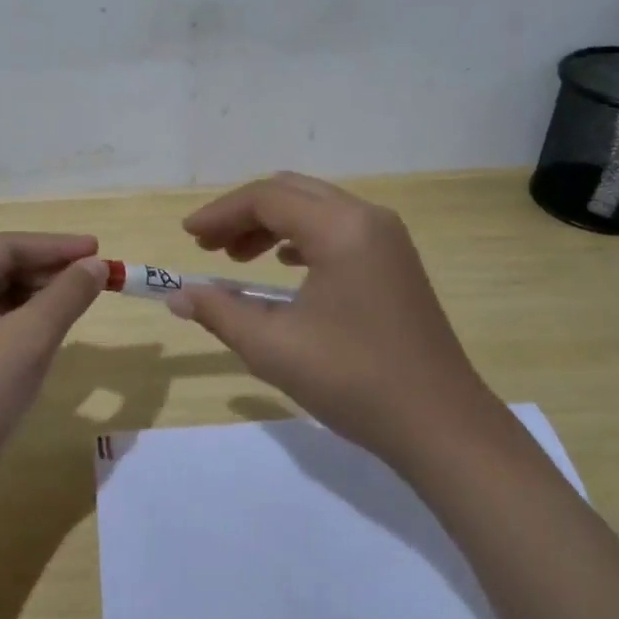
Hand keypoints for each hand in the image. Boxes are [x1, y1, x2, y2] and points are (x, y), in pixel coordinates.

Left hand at [0, 233, 107, 494]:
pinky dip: (29, 318)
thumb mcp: (31, 337)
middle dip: (50, 270)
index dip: (55, 246)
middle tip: (96, 274)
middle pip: (3, 267)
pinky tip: (55, 324)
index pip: (6, 247)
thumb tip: (98, 265)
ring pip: (3, 294)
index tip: (98, 248)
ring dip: (42, 293)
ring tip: (82, 296)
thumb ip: (67, 294)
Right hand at [170, 173, 497, 469]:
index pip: (266, 199)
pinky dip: (301, 238)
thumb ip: (220, 312)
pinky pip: (338, 229)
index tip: (187, 236)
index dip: (220, 213)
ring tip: (237, 258)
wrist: (440, 426)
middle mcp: (367, 218)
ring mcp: (387, 238)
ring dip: (271, 225)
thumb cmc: (353, 380)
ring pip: (315, 209)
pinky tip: (284, 266)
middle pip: (291, 193)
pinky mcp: (396, 261)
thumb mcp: (273, 347)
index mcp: (340, 228)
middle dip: (243, 214)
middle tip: (207, 245)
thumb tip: (178, 296)